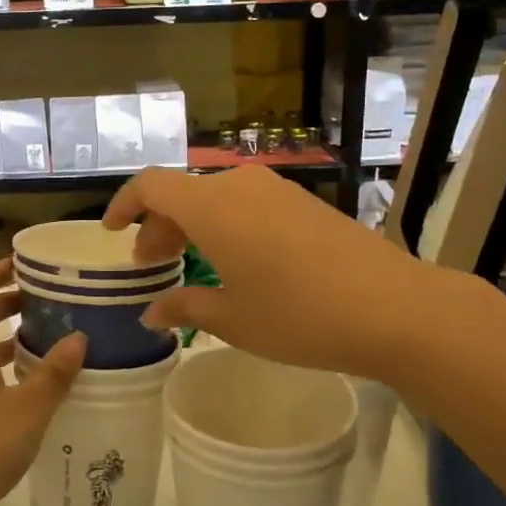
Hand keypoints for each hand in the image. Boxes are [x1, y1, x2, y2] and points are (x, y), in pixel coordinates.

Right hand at [103, 166, 475, 382]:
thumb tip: (152, 312)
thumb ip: (185, 307)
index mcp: (212, 207)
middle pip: (183, 192)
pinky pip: (247, 203)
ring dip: (193, 225)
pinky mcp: (304, 202)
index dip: (124, 204)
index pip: (151, 185)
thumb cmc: (299, 315)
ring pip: (216, 197)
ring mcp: (276, 190)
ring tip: (191, 264)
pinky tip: (237, 261)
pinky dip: (226, 224)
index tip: (112, 232)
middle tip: (151, 264)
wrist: (394, 307)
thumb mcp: (233, 319)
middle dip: (159, 224)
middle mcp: (240, 186)